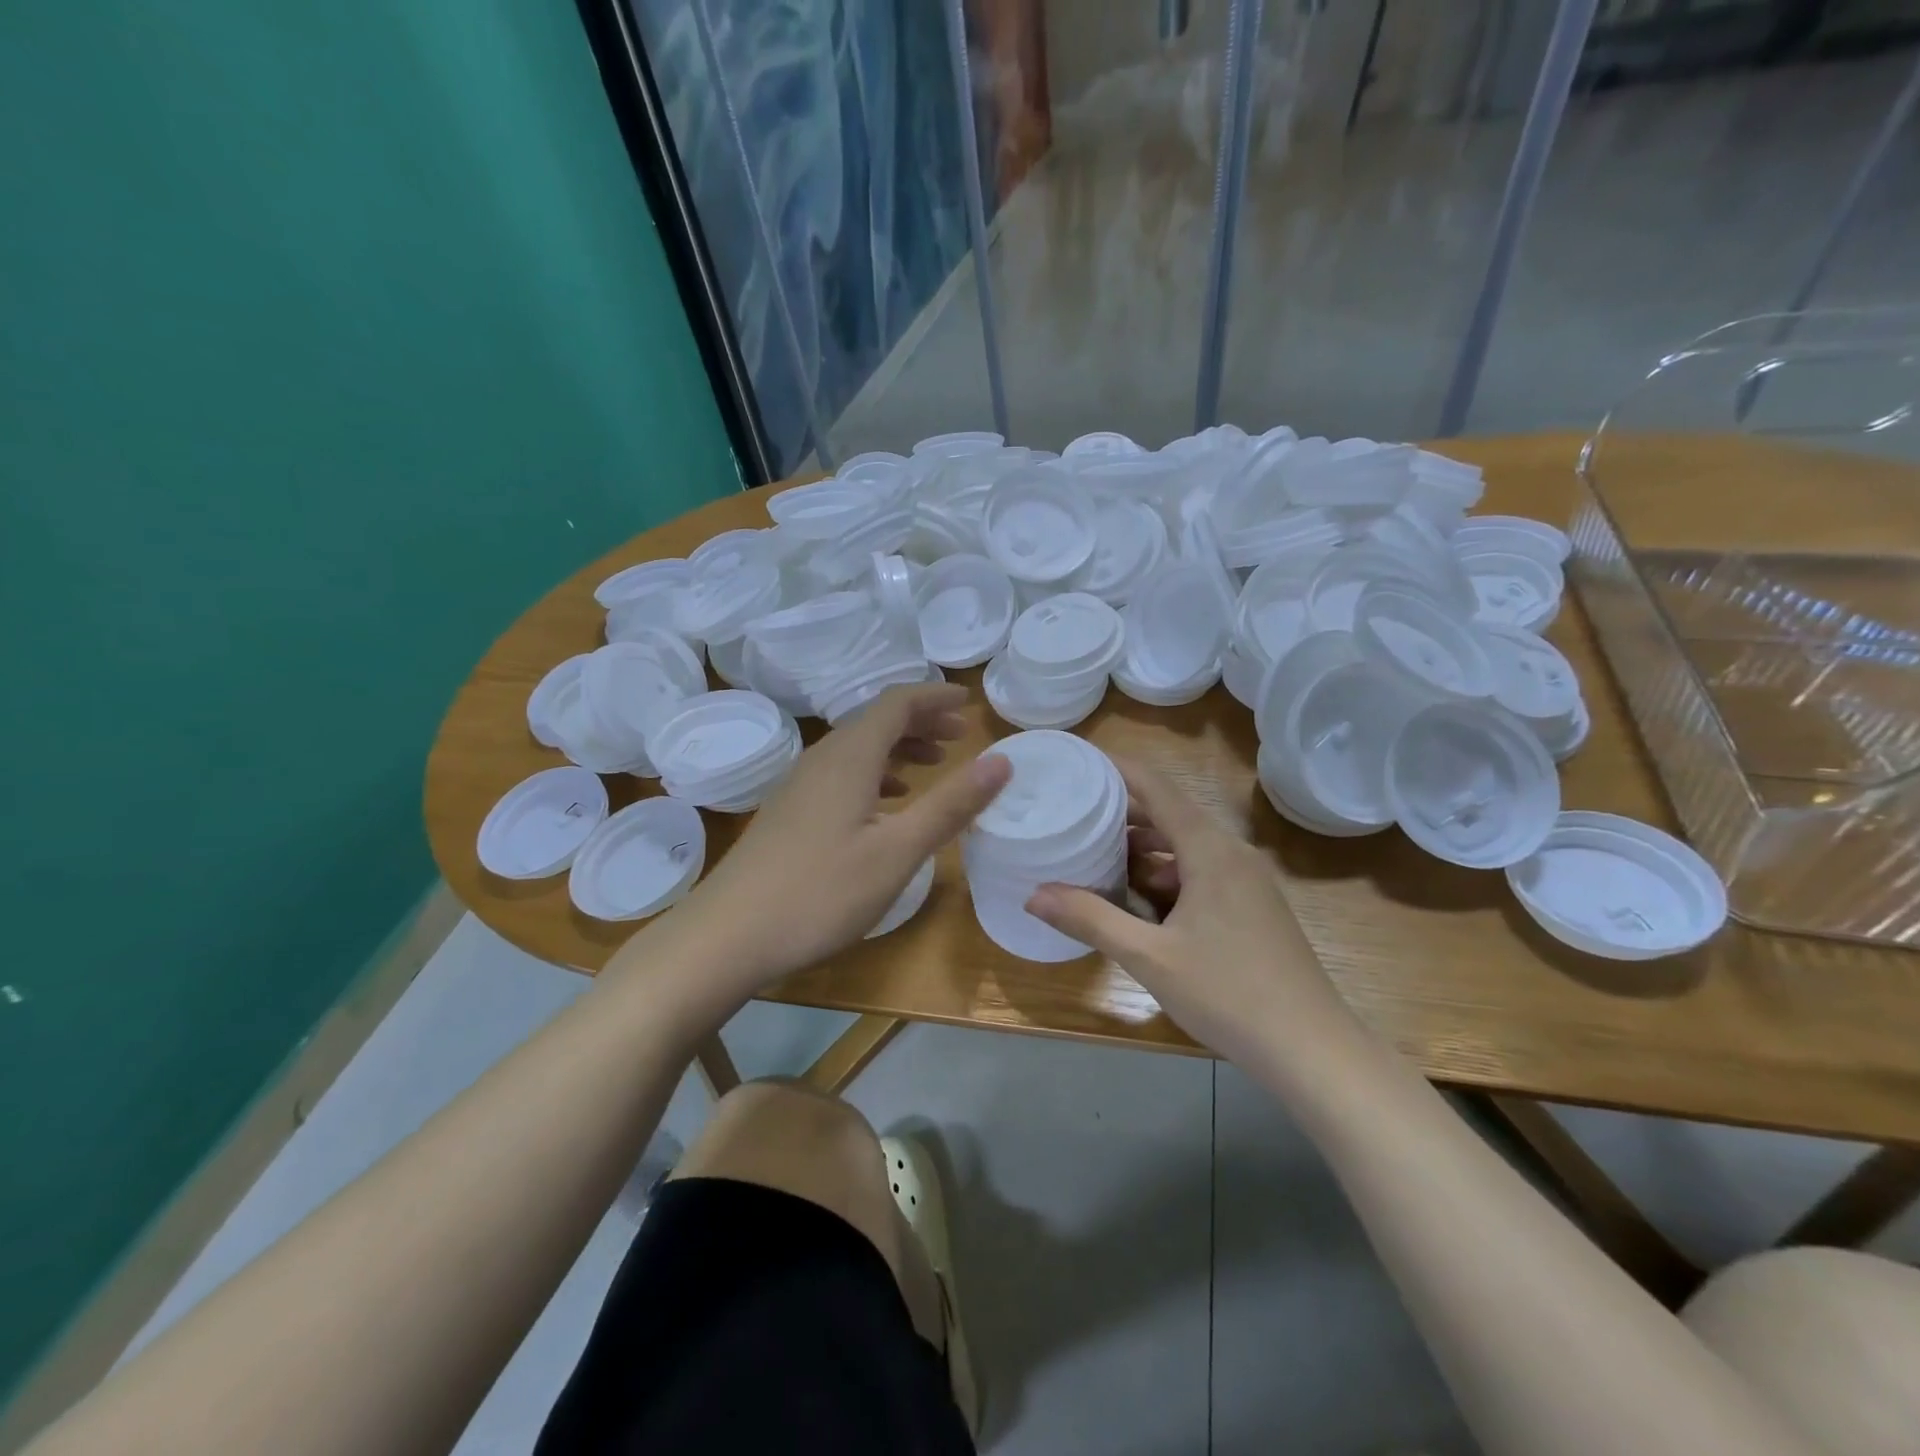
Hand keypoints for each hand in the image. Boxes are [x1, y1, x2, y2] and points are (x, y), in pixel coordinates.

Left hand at [674, 683, 1009, 992]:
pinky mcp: (790, 811)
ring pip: (858, 748)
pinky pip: (842, 773)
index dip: (936, 696)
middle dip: (922, 720)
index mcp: (849, 757)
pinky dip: (876, 774)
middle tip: (960, 735)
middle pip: (876, 720)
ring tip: (934, 763)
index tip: (970, 704)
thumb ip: (951, 804)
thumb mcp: (898, 851)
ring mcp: (800, 785)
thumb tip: (1002, 761)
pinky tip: (887, 803)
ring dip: (899, 747)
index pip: (897, 702)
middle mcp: (822, 758)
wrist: (728, 935)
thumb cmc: (820, 892)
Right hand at [1026, 758, 1349, 1062]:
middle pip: (1170, 815)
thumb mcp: (1149, 957)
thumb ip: (1091, 920)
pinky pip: (1200, 872)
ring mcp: (1246, 882)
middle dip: (1121, 812)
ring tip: (1094, 852)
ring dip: (1143, 848)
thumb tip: (1034, 895)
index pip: (1158, 788)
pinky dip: (1165, 875)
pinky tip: (1137, 899)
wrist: (1312, 1050)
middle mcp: (1231, 854)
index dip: (1118, 770)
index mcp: (1210, 850)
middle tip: (1072, 811)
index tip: (1078, 762)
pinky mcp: (1252, 907)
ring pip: (1185, 847)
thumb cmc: (1229, 994)